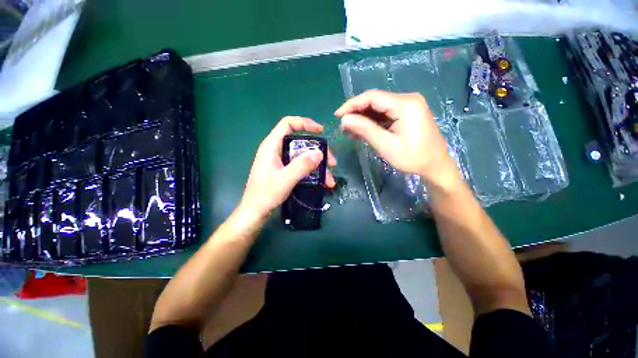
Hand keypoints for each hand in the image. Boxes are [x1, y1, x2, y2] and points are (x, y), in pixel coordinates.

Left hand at [238, 116, 336, 217]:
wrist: (255, 213)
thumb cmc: (265, 195)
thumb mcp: (285, 179)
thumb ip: (301, 165)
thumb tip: (319, 153)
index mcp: (272, 146)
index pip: (288, 124)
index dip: (305, 123)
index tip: (321, 131)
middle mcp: (277, 150)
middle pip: (302, 143)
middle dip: (319, 152)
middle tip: (332, 163)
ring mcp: (282, 162)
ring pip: (304, 157)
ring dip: (319, 166)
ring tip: (330, 180)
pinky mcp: (285, 171)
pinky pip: (302, 167)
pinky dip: (313, 173)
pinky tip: (323, 183)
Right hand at [335, 90, 457, 185]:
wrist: (435, 165)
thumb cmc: (412, 158)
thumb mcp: (386, 145)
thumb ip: (365, 130)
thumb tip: (345, 119)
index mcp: (405, 104)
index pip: (372, 97)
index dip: (352, 104)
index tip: (337, 116)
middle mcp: (407, 99)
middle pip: (375, 101)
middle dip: (356, 113)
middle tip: (343, 127)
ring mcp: (408, 106)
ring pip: (378, 108)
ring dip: (363, 118)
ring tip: (349, 131)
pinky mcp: (406, 113)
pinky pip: (385, 114)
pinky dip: (372, 122)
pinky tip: (362, 131)